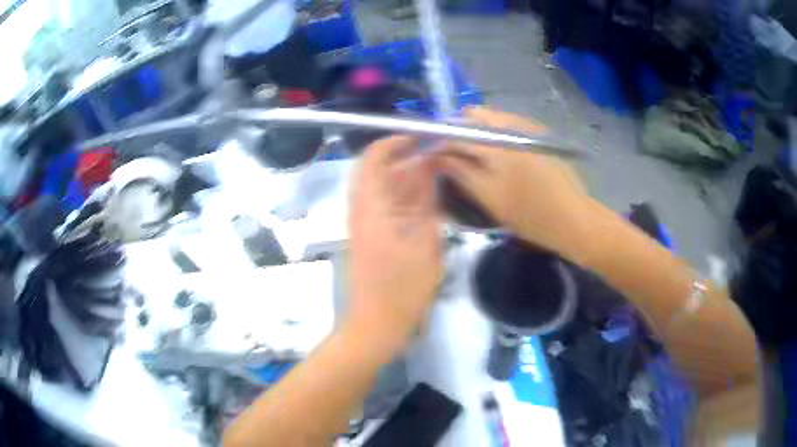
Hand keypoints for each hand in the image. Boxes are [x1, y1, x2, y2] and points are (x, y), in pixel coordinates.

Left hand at [349, 136, 442, 351]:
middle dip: (406, 157)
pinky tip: (428, 198)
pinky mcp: (370, 236)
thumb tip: (431, 167)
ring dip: (407, 176)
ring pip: (383, 187)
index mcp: (371, 207)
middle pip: (378, 169)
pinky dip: (405, 197)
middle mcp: (362, 209)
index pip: (373, 157)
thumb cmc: (402, 289)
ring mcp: (364, 223)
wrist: (376, 325)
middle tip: (437, 154)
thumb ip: (427, 202)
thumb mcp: (425, 243)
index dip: (395, 141)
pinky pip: (386, 205)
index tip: (422, 137)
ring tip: (437, 171)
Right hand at [434, 107, 593, 260]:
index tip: (430, 152)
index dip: (440, 139)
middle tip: (455, 156)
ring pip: (491, 118)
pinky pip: (508, 125)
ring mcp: (528, 127)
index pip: (457, 130)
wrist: (575, 219)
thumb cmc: (530, 214)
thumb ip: (460, 172)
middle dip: (459, 131)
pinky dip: (495, 135)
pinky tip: (498, 156)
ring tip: (475, 157)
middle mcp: (512, 125)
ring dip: (478, 132)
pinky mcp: (539, 134)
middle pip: (475, 116)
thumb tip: (436, 156)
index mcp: (497, 142)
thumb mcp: (490, 197)